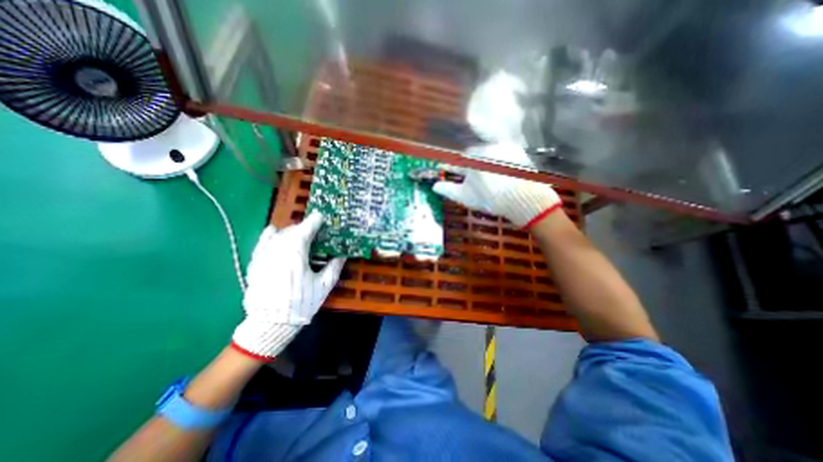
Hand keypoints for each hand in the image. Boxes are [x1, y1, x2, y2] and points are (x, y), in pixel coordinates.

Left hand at [229, 212, 344, 361]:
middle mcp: (278, 250)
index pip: (305, 230)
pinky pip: (262, 242)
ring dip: (290, 231)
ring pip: (278, 234)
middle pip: (292, 230)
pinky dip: (270, 235)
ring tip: (298, 235)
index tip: (321, 217)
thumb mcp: (323, 286)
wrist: (270, 324)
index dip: (314, 221)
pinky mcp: (255, 263)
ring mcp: (264, 256)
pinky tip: (275, 234)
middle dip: (304, 227)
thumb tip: (342, 255)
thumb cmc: (301, 304)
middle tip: (314, 231)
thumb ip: (334, 267)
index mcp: (296, 254)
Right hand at [433, 141, 561, 226]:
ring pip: (485, 153)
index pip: (455, 163)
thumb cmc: (490, 198)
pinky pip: (501, 153)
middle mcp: (484, 149)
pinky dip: (497, 160)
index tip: (443, 168)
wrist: (522, 198)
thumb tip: (434, 186)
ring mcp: (501, 148)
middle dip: (468, 166)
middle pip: (470, 157)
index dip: (448, 167)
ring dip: (482, 162)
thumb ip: (448, 190)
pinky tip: (500, 173)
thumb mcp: (465, 197)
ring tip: (487, 177)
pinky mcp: (515, 151)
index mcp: (470, 161)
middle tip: (470, 178)